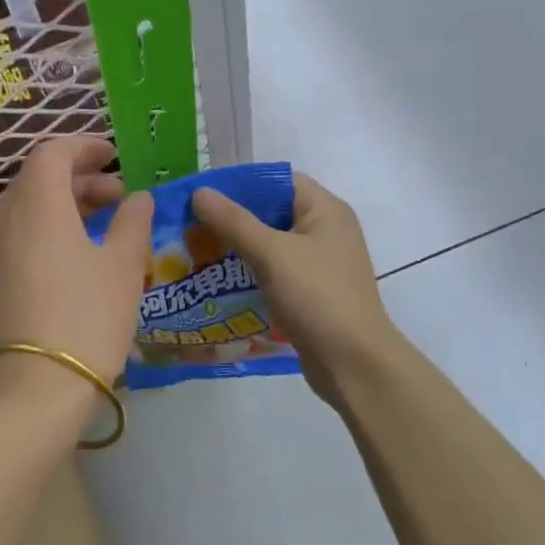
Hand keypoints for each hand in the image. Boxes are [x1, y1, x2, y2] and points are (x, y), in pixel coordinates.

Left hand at [0, 137, 152, 413]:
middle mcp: (6, 217)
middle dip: (80, 177)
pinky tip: (79, 253)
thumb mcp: (124, 266)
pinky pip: (20, 233)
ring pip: (28, 206)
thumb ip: (133, 222)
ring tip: (105, 223)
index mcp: (37, 203)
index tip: (114, 156)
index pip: (52, 152)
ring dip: (65, 203)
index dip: (84, 147)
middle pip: (39, 178)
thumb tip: (138, 198)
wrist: (37, 387)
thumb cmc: (88, 316)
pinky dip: (49, 227)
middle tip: (119, 195)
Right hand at [192, 172, 395, 404]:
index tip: (202, 197)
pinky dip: (249, 274)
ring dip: (237, 249)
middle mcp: (325, 230)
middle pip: (271, 212)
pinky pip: (274, 272)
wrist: (353, 363)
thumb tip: (200, 192)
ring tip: (196, 253)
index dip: (239, 184)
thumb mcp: (271, 253)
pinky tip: (218, 283)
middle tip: (191, 227)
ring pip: (270, 245)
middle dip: (231, 219)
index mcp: (325, 209)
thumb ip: (234, 221)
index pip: (277, 181)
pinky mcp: (311, 292)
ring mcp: (320, 263)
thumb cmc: (316, 297)